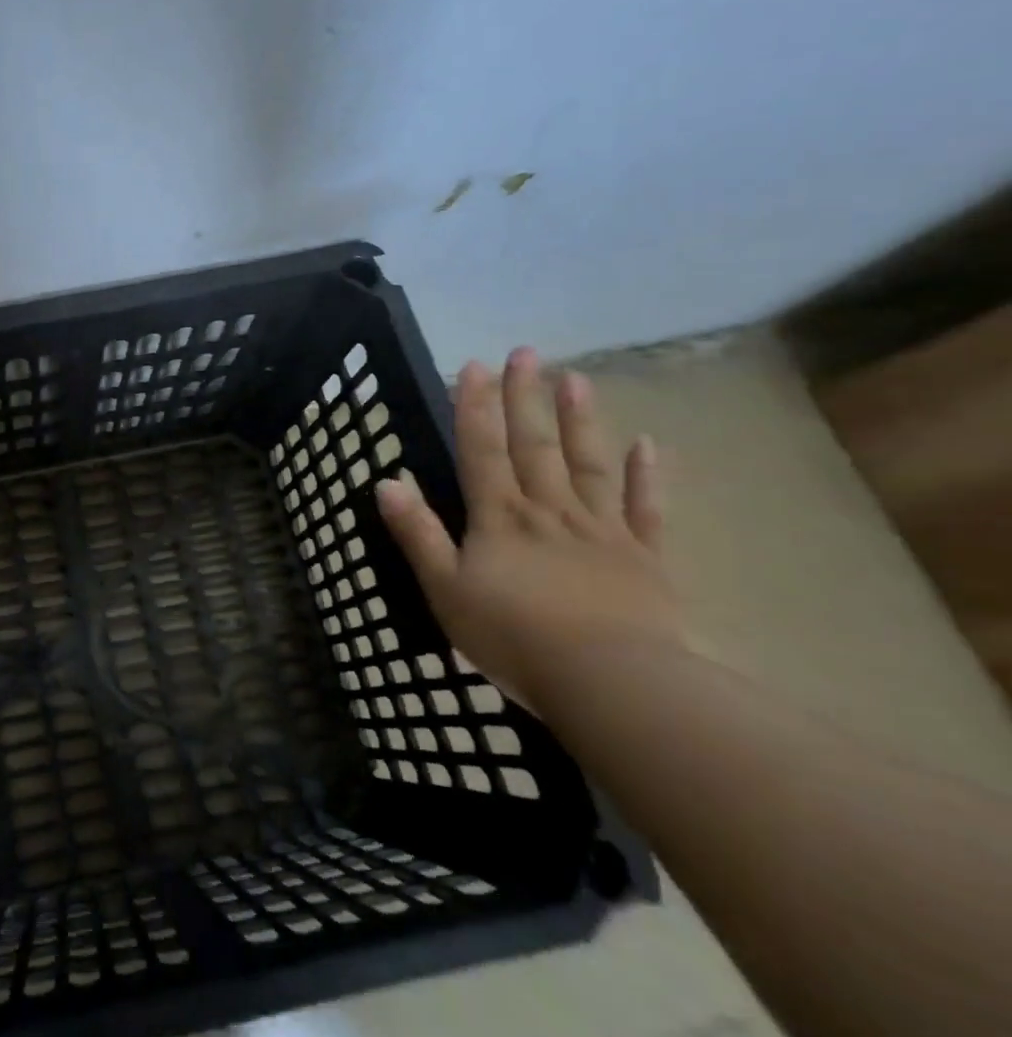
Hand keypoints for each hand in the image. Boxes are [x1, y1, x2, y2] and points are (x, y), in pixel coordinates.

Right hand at [374, 347, 686, 712]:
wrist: (610, 683)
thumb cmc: (512, 637)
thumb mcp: (444, 588)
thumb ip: (418, 533)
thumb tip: (386, 482)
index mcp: (499, 517)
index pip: (482, 450)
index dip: (475, 407)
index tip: (474, 365)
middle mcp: (549, 510)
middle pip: (534, 445)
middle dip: (525, 397)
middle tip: (525, 352)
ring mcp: (601, 531)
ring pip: (588, 464)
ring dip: (580, 420)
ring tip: (575, 378)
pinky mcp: (645, 559)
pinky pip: (646, 510)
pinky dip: (648, 476)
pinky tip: (649, 444)